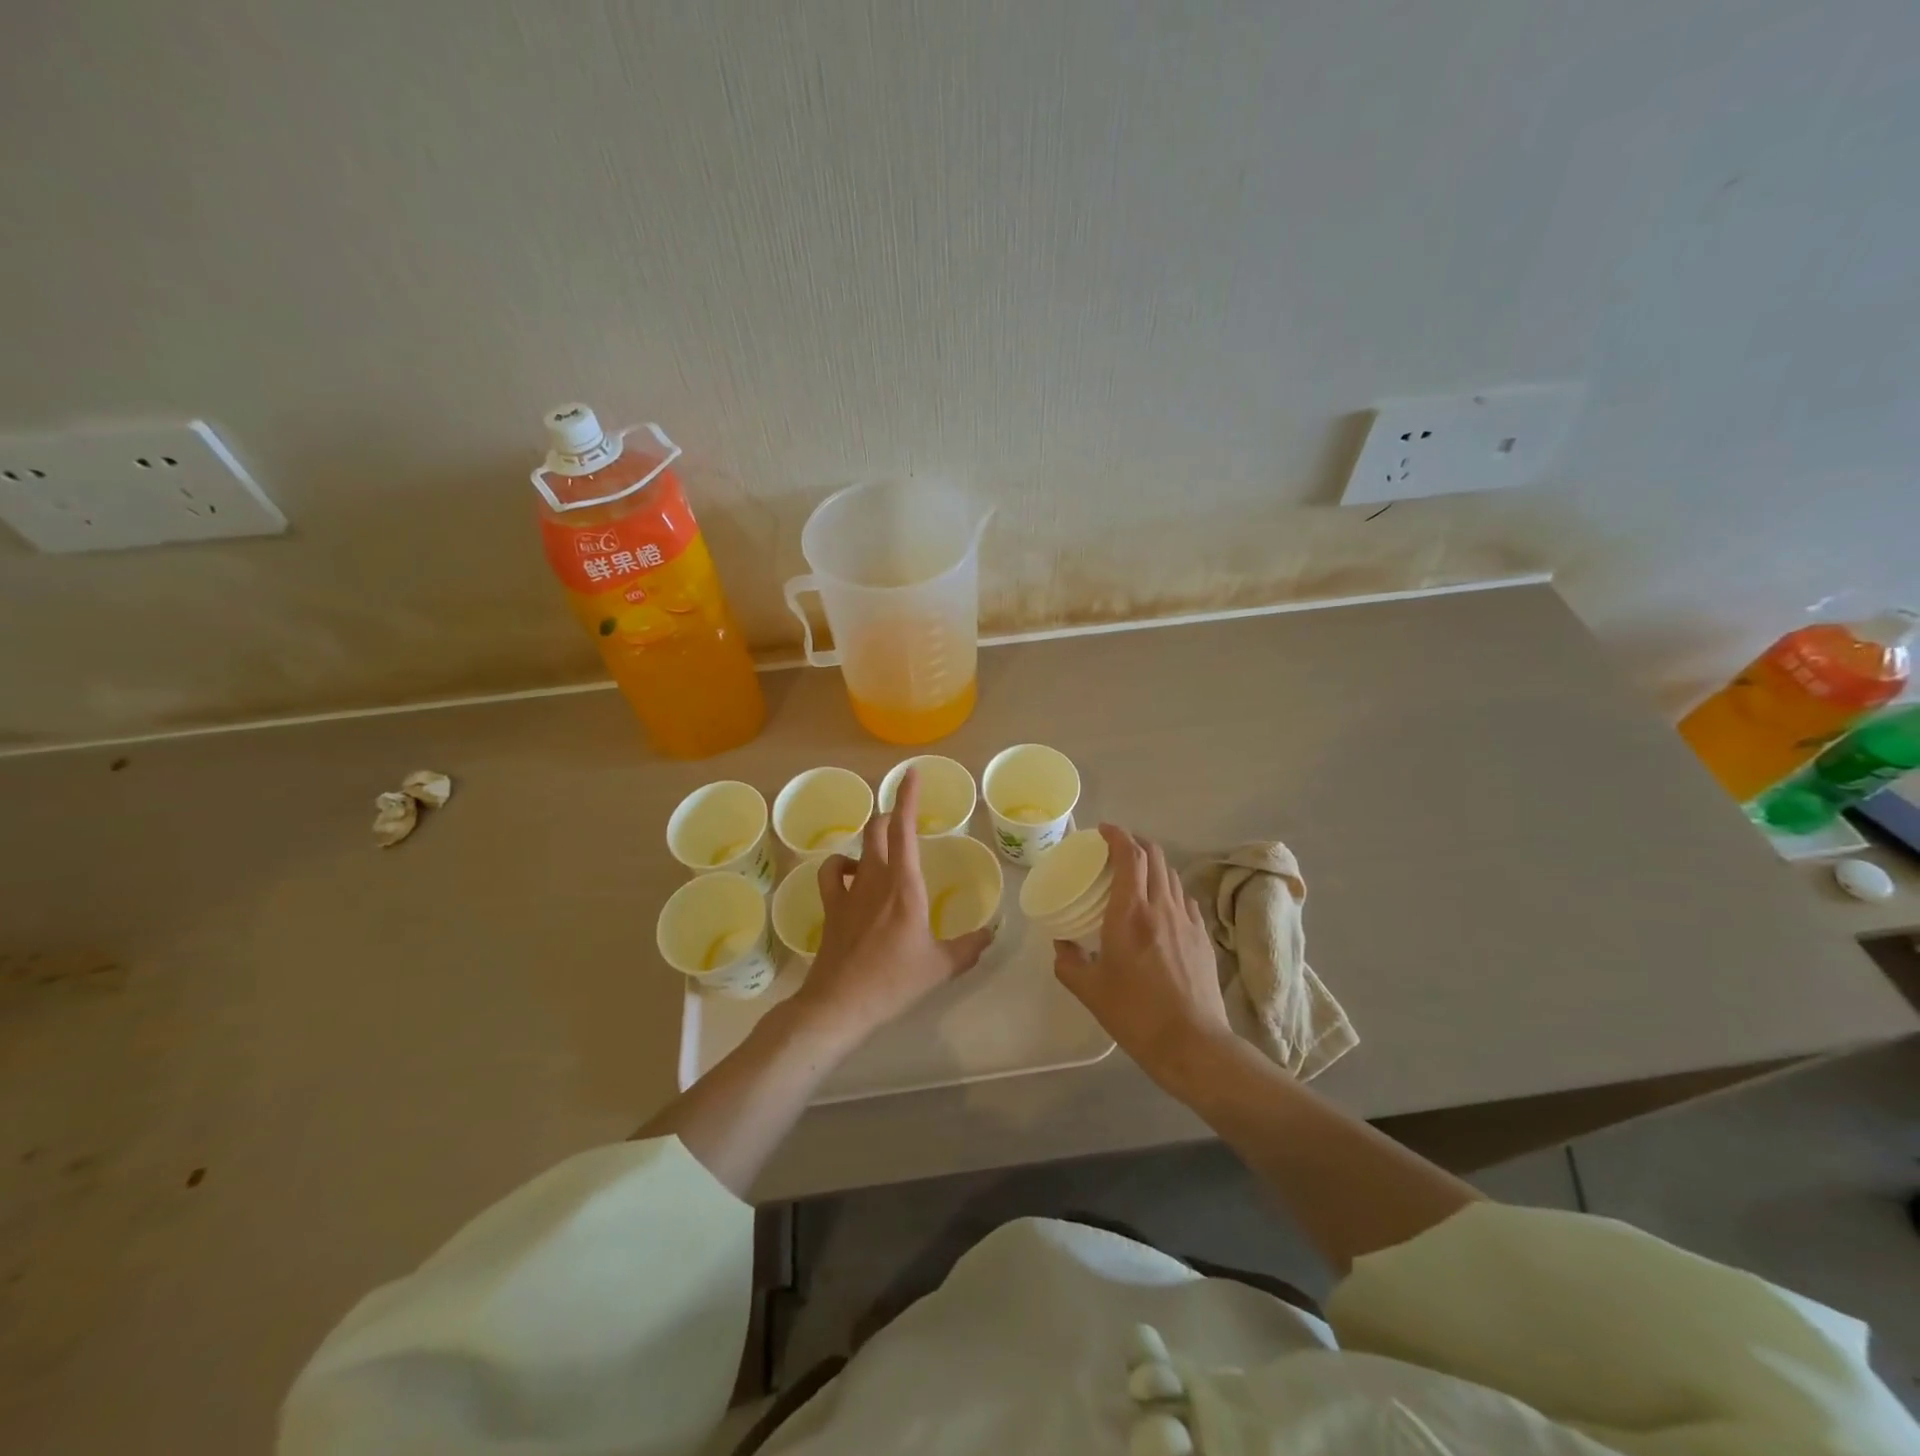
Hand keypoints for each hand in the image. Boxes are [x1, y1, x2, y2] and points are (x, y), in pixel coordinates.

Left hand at [792, 768, 994, 1045]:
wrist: (840, 1003)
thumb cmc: (894, 981)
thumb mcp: (941, 967)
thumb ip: (969, 947)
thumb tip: (990, 933)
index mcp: (905, 885)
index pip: (904, 829)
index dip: (907, 797)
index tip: (911, 773)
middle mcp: (875, 878)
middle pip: (877, 829)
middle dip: (891, 815)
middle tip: (905, 819)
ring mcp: (849, 891)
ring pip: (856, 847)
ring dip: (870, 840)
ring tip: (883, 847)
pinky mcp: (831, 907)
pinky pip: (831, 872)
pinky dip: (841, 865)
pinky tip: (851, 874)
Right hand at [1054, 825, 1234, 1092]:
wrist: (1193, 1044)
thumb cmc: (1136, 1014)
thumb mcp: (1090, 990)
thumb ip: (1069, 962)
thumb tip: (1061, 945)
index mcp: (1131, 912)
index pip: (1129, 856)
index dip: (1117, 835)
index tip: (1103, 830)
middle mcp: (1162, 907)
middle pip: (1155, 856)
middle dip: (1135, 843)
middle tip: (1115, 851)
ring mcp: (1187, 921)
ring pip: (1171, 875)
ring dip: (1153, 865)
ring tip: (1135, 876)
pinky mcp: (1203, 937)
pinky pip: (1184, 899)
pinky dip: (1169, 890)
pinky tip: (1160, 908)